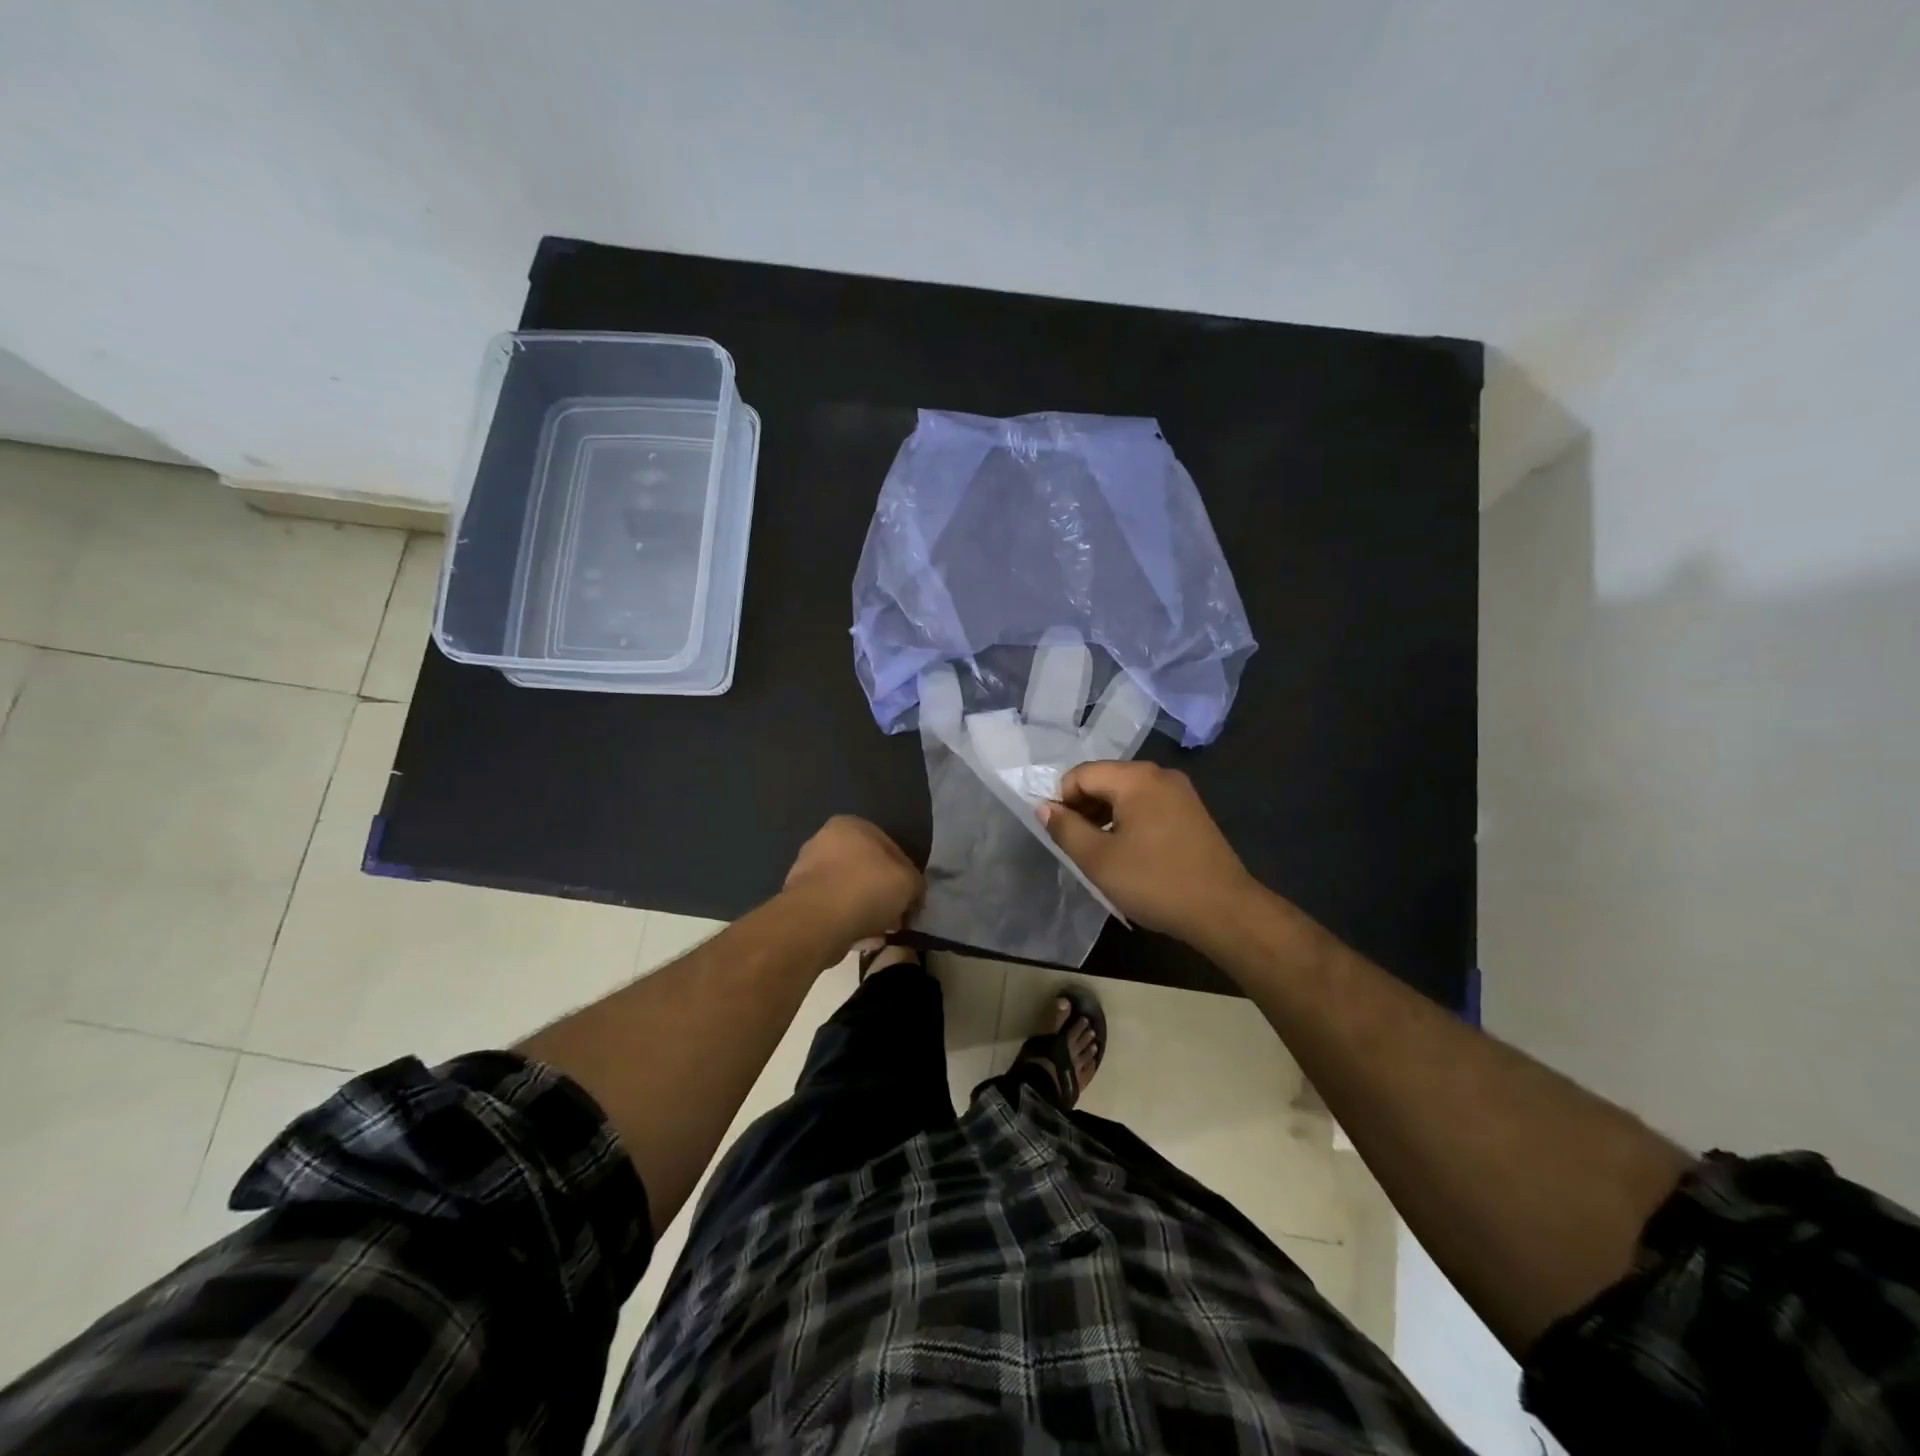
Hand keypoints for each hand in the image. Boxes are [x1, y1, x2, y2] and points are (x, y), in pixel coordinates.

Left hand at [782, 816, 922, 955]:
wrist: (816, 921)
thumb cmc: (866, 888)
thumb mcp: (908, 881)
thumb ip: (915, 883)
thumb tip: (911, 894)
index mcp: (850, 825)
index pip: (889, 848)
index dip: (905, 875)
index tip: (911, 898)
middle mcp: (823, 840)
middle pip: (866, 869)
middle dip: (882, 893)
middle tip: (896, 916)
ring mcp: (806, 870)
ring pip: (848, 891)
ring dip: (864, 909)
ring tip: (878, 932)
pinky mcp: (797, 899)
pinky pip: (832, 909)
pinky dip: (845, 921)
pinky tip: (857, 938)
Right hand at [1039, 761, 1257, 942]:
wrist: (1224, 910)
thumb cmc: (1155, 882)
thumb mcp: (1098, 859)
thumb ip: (1065, 828)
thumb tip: (1044, 807)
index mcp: (1136, 778)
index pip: (1081, 774)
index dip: (1062, 801)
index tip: (1061, 835)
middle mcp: (1160, 774)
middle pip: (1105, 779)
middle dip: (1084, 808)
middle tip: (1078, 846)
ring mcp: (1180, 792)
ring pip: (1126, 793)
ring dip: (1105, 816)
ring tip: (1102, 853)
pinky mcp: (1192, 811)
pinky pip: (1148, 805)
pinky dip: (1129, 821)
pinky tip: (1130, 852)